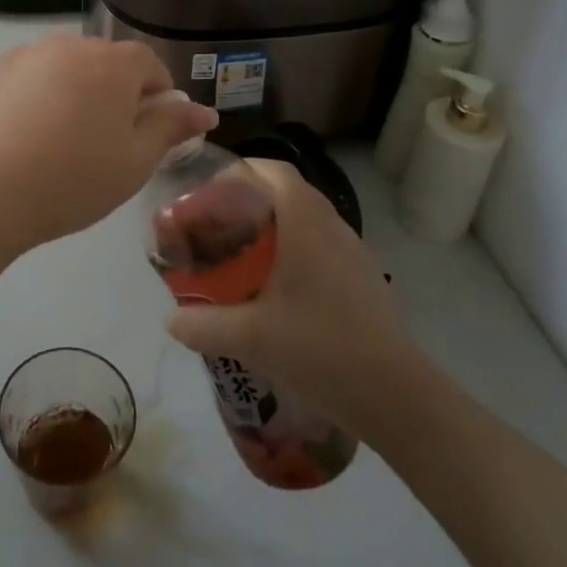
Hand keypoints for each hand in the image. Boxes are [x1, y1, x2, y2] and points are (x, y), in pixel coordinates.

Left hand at [0, 35, 218, 251]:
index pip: (149, 64)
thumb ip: (171, 127)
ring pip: (70, 67)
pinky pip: (35, 76)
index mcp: (113, 63)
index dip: (158, 96)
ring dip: (79, 91)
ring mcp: (29, 54)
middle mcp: (71, 45)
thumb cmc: (74, 179)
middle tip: (109, 142)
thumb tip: (204, 111)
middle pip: (108, 62)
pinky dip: (43, 95)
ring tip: (66, 139)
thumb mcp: (135, 161)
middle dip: (117, 92)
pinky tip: (32, 134)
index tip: (149, 132)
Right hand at [166, 158, 422, 434]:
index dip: (239, 171)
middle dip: (248, 200)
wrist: (396, 396)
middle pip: (286, 192)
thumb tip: (170, 319)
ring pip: (305, 220)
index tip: (208, 192)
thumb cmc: (321, 349)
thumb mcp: (250, 338)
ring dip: (272, 227)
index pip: (272, 170)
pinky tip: (275, 289)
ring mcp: (352, 252)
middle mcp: (331, 225)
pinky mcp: (361, 279)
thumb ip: (203, 325)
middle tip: (216, 225)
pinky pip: (320, 246)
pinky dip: (292, 251)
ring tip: (240, 255)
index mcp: (305, 222)